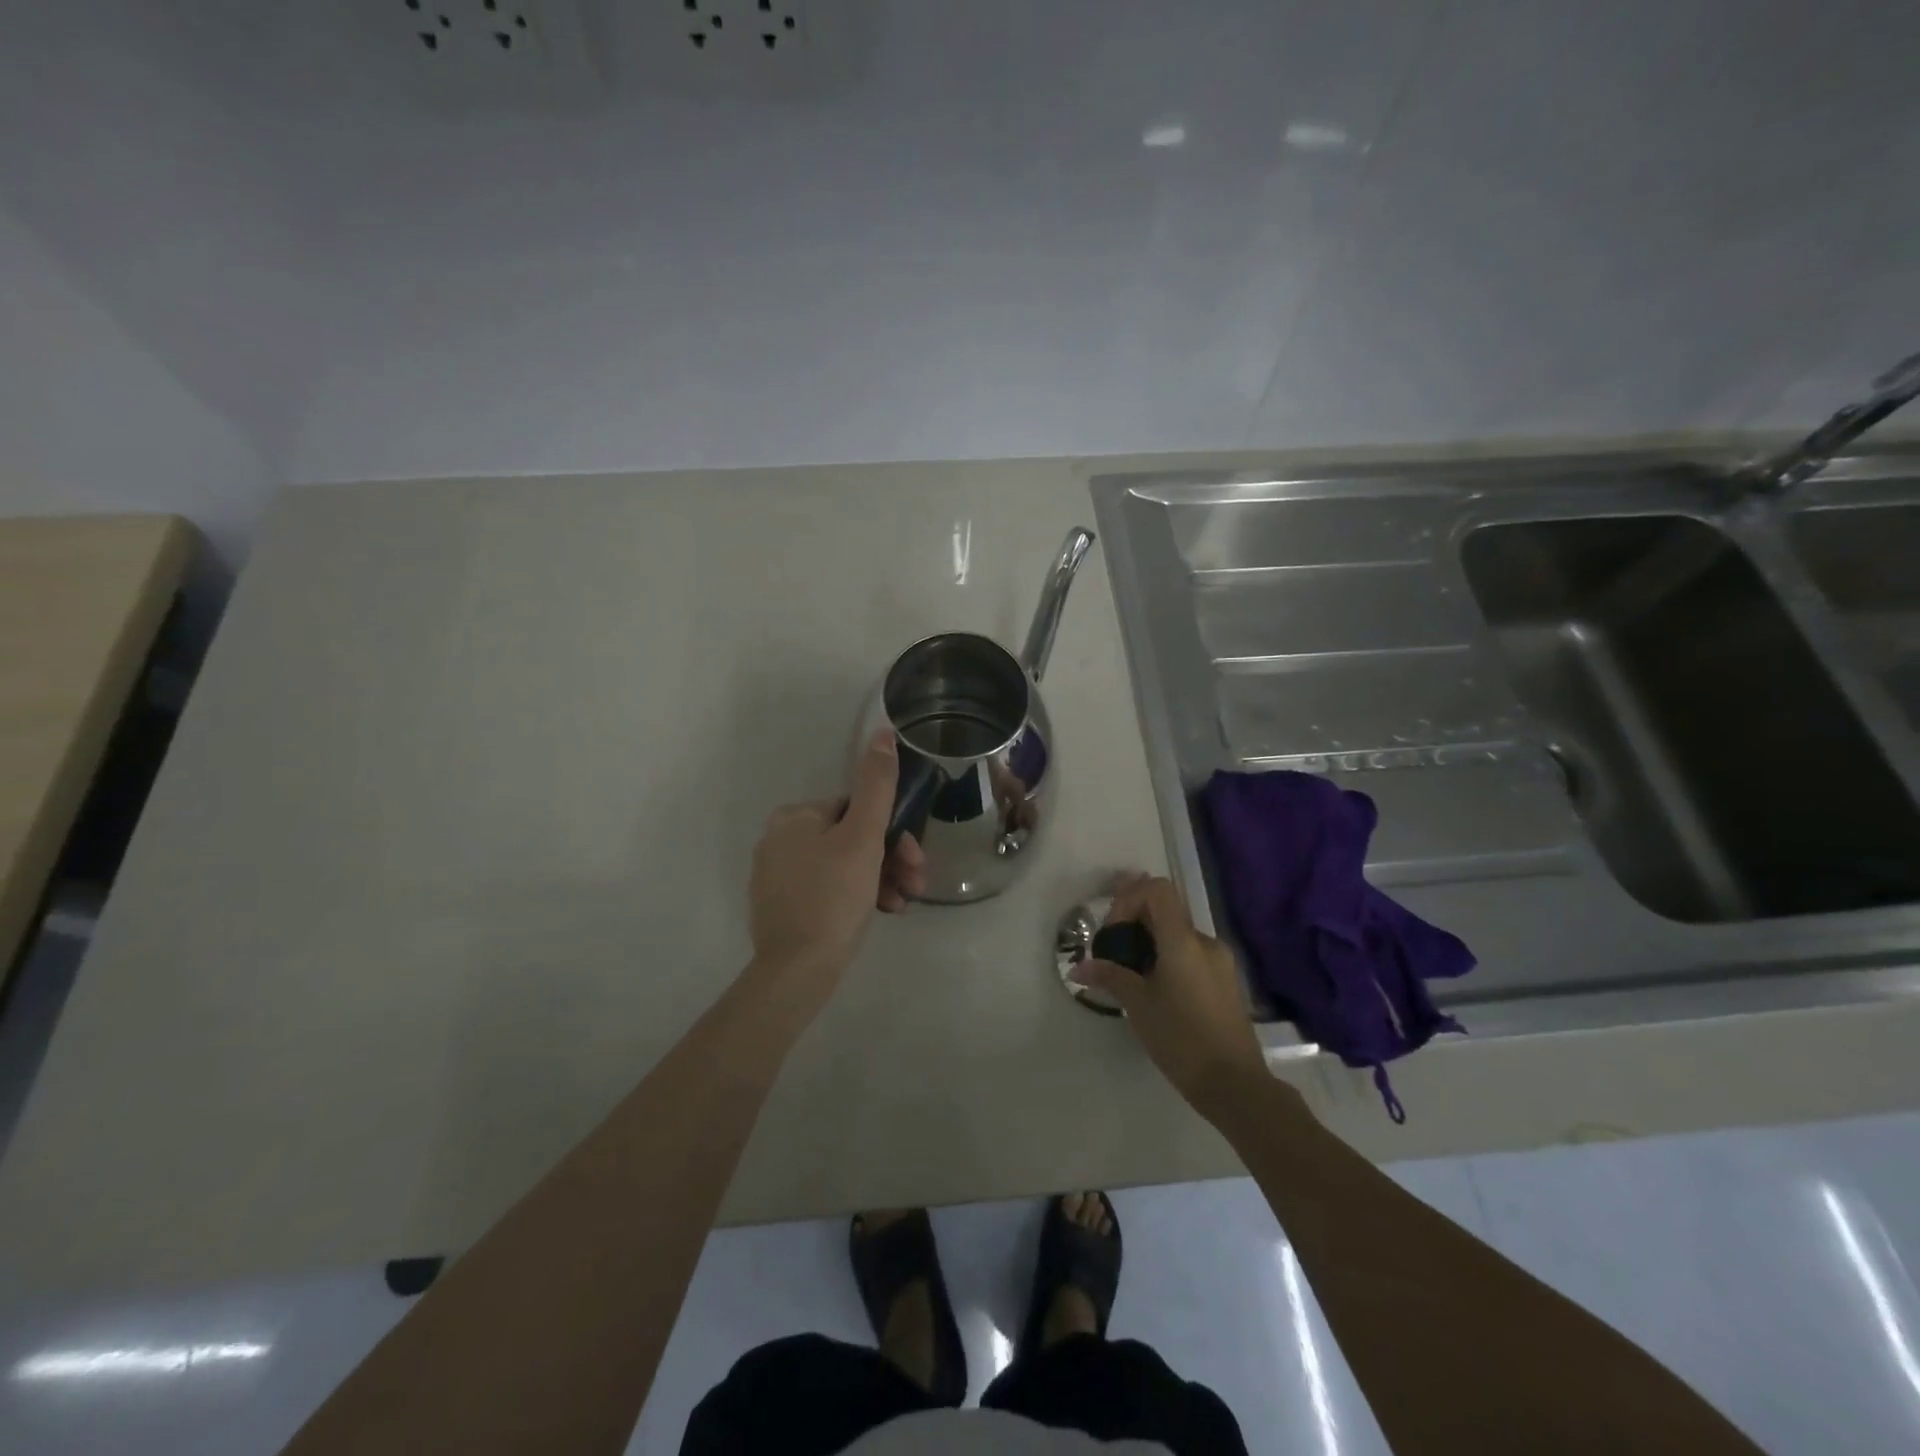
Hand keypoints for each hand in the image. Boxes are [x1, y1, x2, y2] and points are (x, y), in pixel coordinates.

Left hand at [747, 730, 926, 995]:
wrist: (797, 971)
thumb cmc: (833, 896)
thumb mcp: (863, 837)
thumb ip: (876, 784)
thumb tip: (882, 732)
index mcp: (795, 817)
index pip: (856, 809)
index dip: (892, 830)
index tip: (915, 857)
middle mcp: (780, 840)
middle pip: (852, 838)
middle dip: (891, 858)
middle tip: (916, 882)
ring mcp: (779, 876)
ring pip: (845, 866)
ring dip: (882, 879)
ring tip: (904, 902)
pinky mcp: (783, 907)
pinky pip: (830, 890)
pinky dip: (859, 897)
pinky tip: (884, 913)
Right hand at [1072, 874, 1270, 1121]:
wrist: (1235, 1084)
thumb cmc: (1182, 1039)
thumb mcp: (1138, 1005)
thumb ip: (1109, 976)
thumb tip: (1078, 967)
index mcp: (1183, 940)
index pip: (1157, 889)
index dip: (1130, 898)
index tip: (1113, 931)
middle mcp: (1205, 942)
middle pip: (1165, 910)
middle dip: (1134, 921)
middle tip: (1111, 950)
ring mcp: (1219, 961)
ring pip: (1177, 934)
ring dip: (1149, 941)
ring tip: (1128, 972)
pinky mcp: (1224, 981)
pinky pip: (1190, 953)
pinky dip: (1167, 957)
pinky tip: (1153, 987)